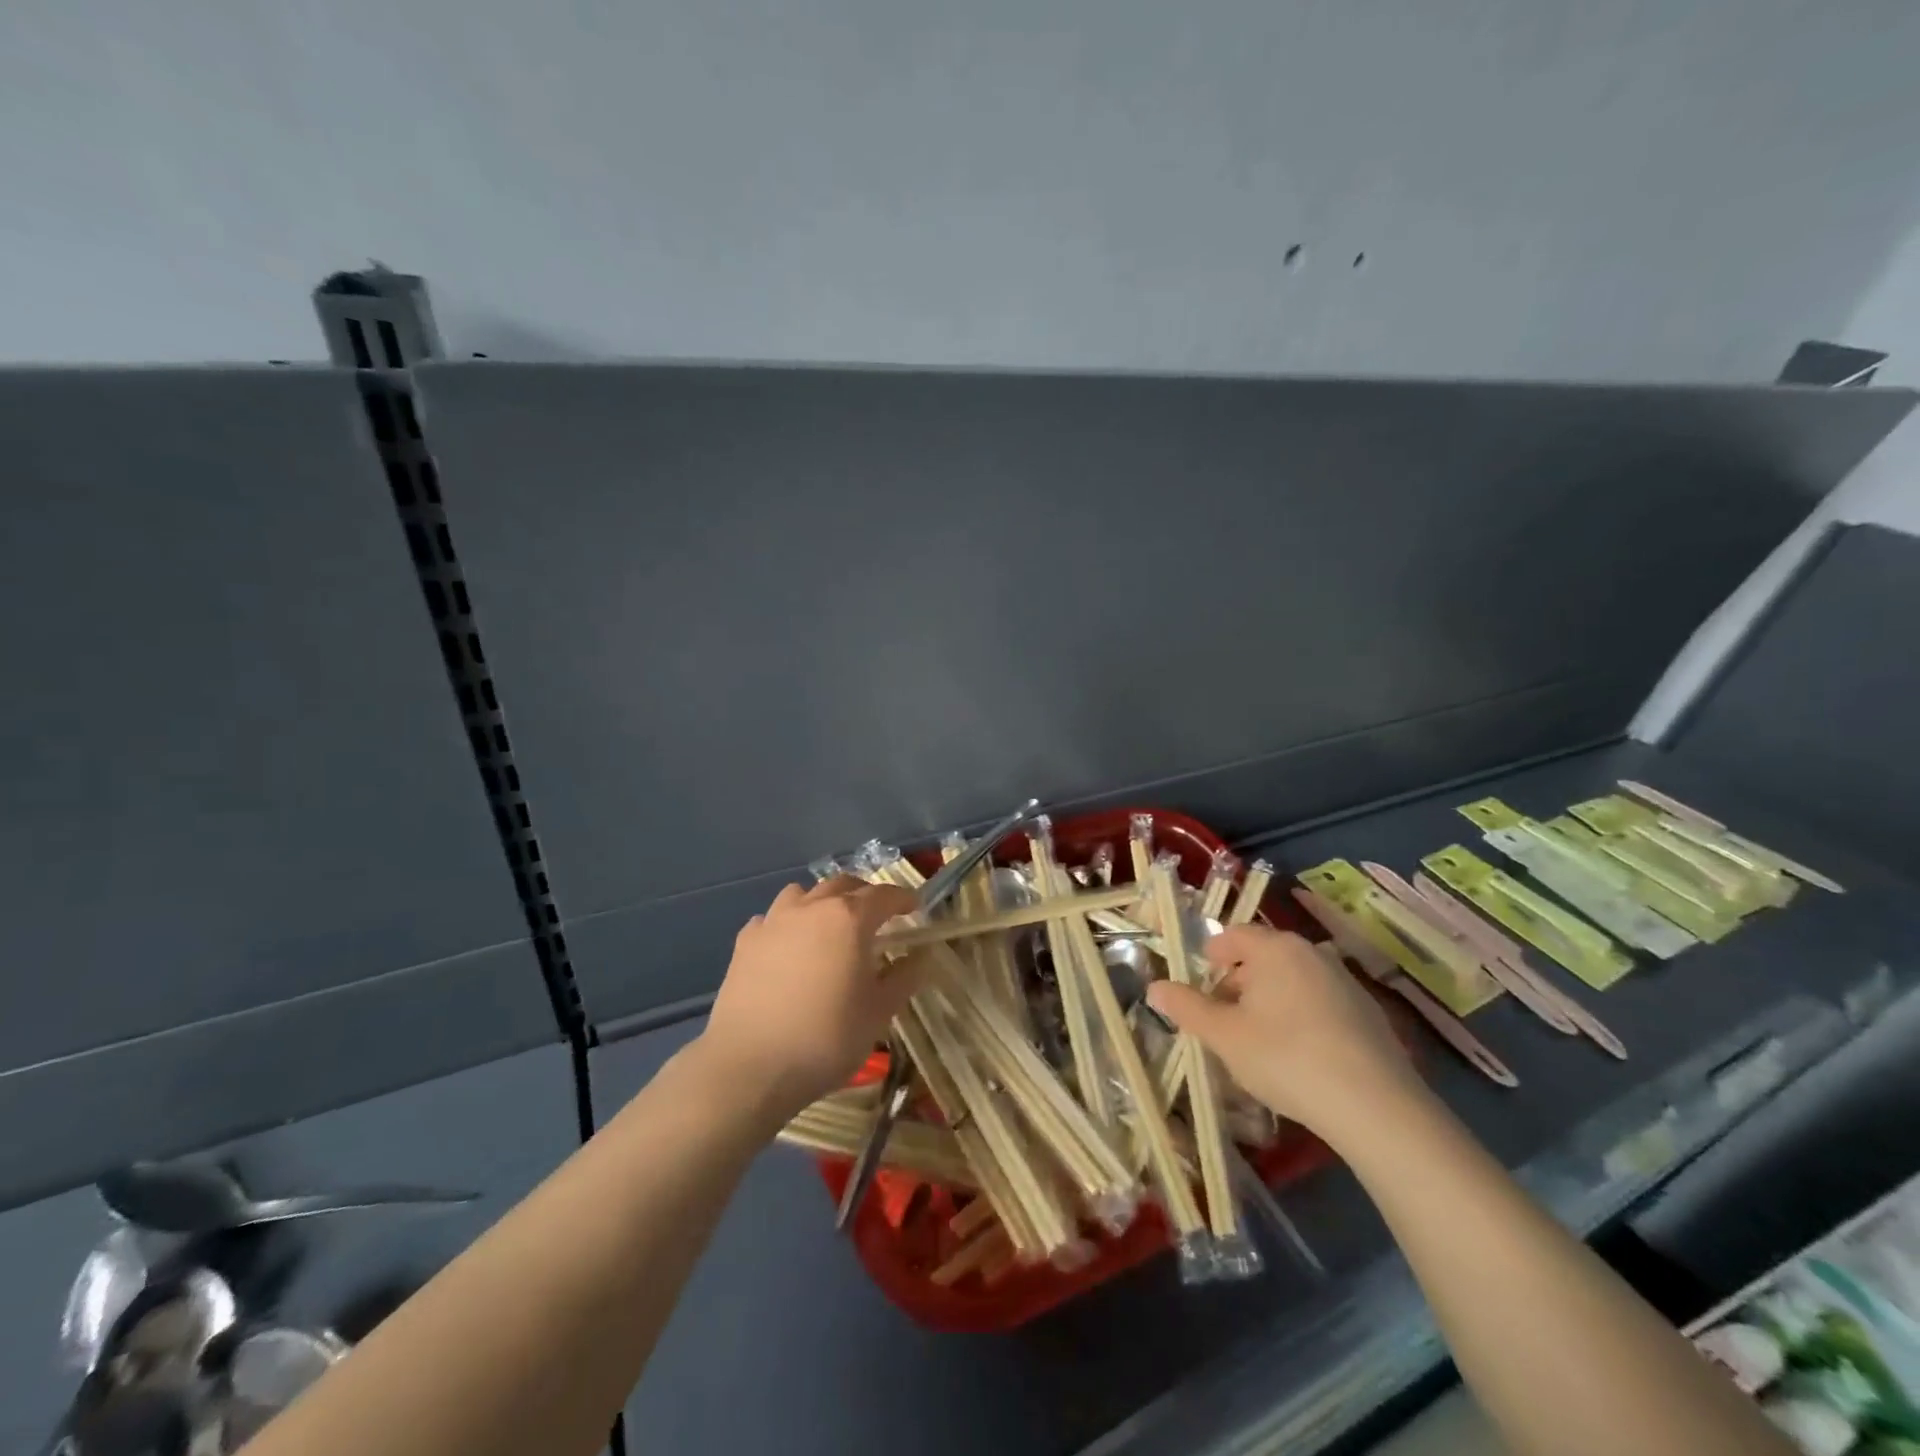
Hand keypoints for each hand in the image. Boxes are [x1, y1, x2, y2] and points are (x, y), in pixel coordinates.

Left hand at [699, 876, 920, 1119]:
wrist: (751, 1065)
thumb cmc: (826, 1038)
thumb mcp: (878, 1012)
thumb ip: (903, 978)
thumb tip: (921, 957)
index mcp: (849, 919)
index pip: (883, 895)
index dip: (902, 899)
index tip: (913, 908)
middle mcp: (811, 908)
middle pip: (842, 885)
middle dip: (863, 894)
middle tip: (876, 914)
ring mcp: (773, 921)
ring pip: (802, 893)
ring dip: (821, 901)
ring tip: (829, 924)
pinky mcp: (745, 942)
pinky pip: (771, 918)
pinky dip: (786, 923)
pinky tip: (788, 946)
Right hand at [1147, 925, 1423, 1144]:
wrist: (1375, 1107)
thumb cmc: (1285, 1057)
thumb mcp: (1224, 1035)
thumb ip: (1186, 1008)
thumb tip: (1155, 987)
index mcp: (1275, 948)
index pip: (1233, 935)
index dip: (1211, 955)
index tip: (1200, 984)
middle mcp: (1312, 953)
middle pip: (1263, 957)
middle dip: (1238, 982)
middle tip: (1222, 1018)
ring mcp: (1345, 981)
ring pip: (1292, 980)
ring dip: (1269, 1000)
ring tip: (1257, 1040)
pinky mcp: (1369, 1013)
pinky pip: (1320, 1002)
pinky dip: (1301, 1016)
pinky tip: (1298, 1055)